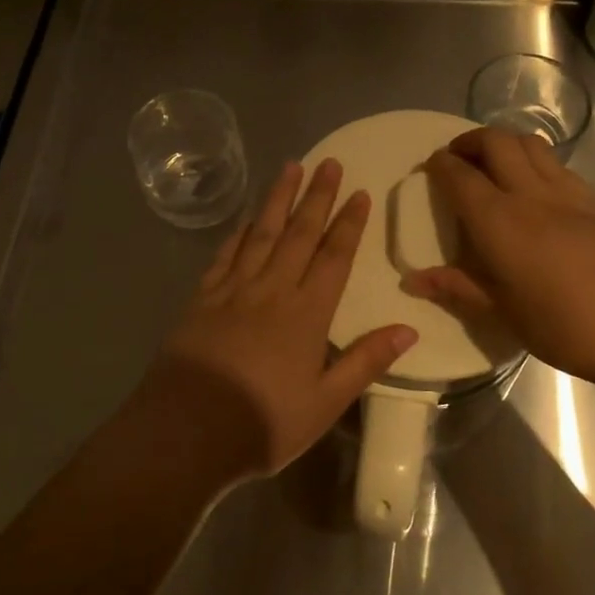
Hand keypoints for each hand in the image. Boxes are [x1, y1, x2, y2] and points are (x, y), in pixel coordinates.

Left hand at [139, 158, 417, 481]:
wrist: (185, 432)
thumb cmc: (263, 423)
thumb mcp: (325, 403)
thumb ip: (366, 362)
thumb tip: (409, 328)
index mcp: (306, 314)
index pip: (334, 257)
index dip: (349, 224)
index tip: (359, 193)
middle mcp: (272, 290)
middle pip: (299, 234)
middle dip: (316, 196)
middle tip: (329, 162)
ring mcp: (233, 291)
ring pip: (262, 234)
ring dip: (278, 199)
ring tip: (290, 167)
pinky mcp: (201, 299)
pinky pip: (225, 255)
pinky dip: (238, 233)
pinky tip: (246, 219)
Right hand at [405, 129, 594, 389]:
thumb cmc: (563, 326)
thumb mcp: (502, 313)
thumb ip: (458, 287)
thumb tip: (414, 279)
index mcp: (499, 221)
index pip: (461, 176)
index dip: (441, 164)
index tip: (430, 165)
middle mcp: (530, 194)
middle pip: (497, 142)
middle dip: (471, 141)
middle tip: (458, 158)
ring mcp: (568, 194)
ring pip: (531, 144)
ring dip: (506, 142)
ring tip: (494, 163)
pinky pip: (558, 165)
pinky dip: (536, 160)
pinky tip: (536, 187)